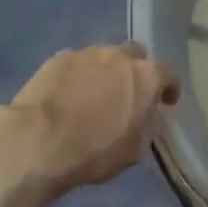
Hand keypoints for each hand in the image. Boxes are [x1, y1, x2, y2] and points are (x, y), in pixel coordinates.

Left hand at [0, 43, 180, 195]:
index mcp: (145, 78)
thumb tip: (143, 117)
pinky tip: (68, 95)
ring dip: (104, 72)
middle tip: (128, 93)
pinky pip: (76, 64)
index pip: (168, 74)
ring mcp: (85, 54)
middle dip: (135, 71)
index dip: (169, 88)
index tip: (167, 101)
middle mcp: (118, 57)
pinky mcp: (56, 58)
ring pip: (103, 57)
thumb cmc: (93, 152)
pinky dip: (78, 76)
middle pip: (134, 55)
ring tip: (94, 95)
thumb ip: (144, 126)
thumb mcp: (132, 150)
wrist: (38, 142)